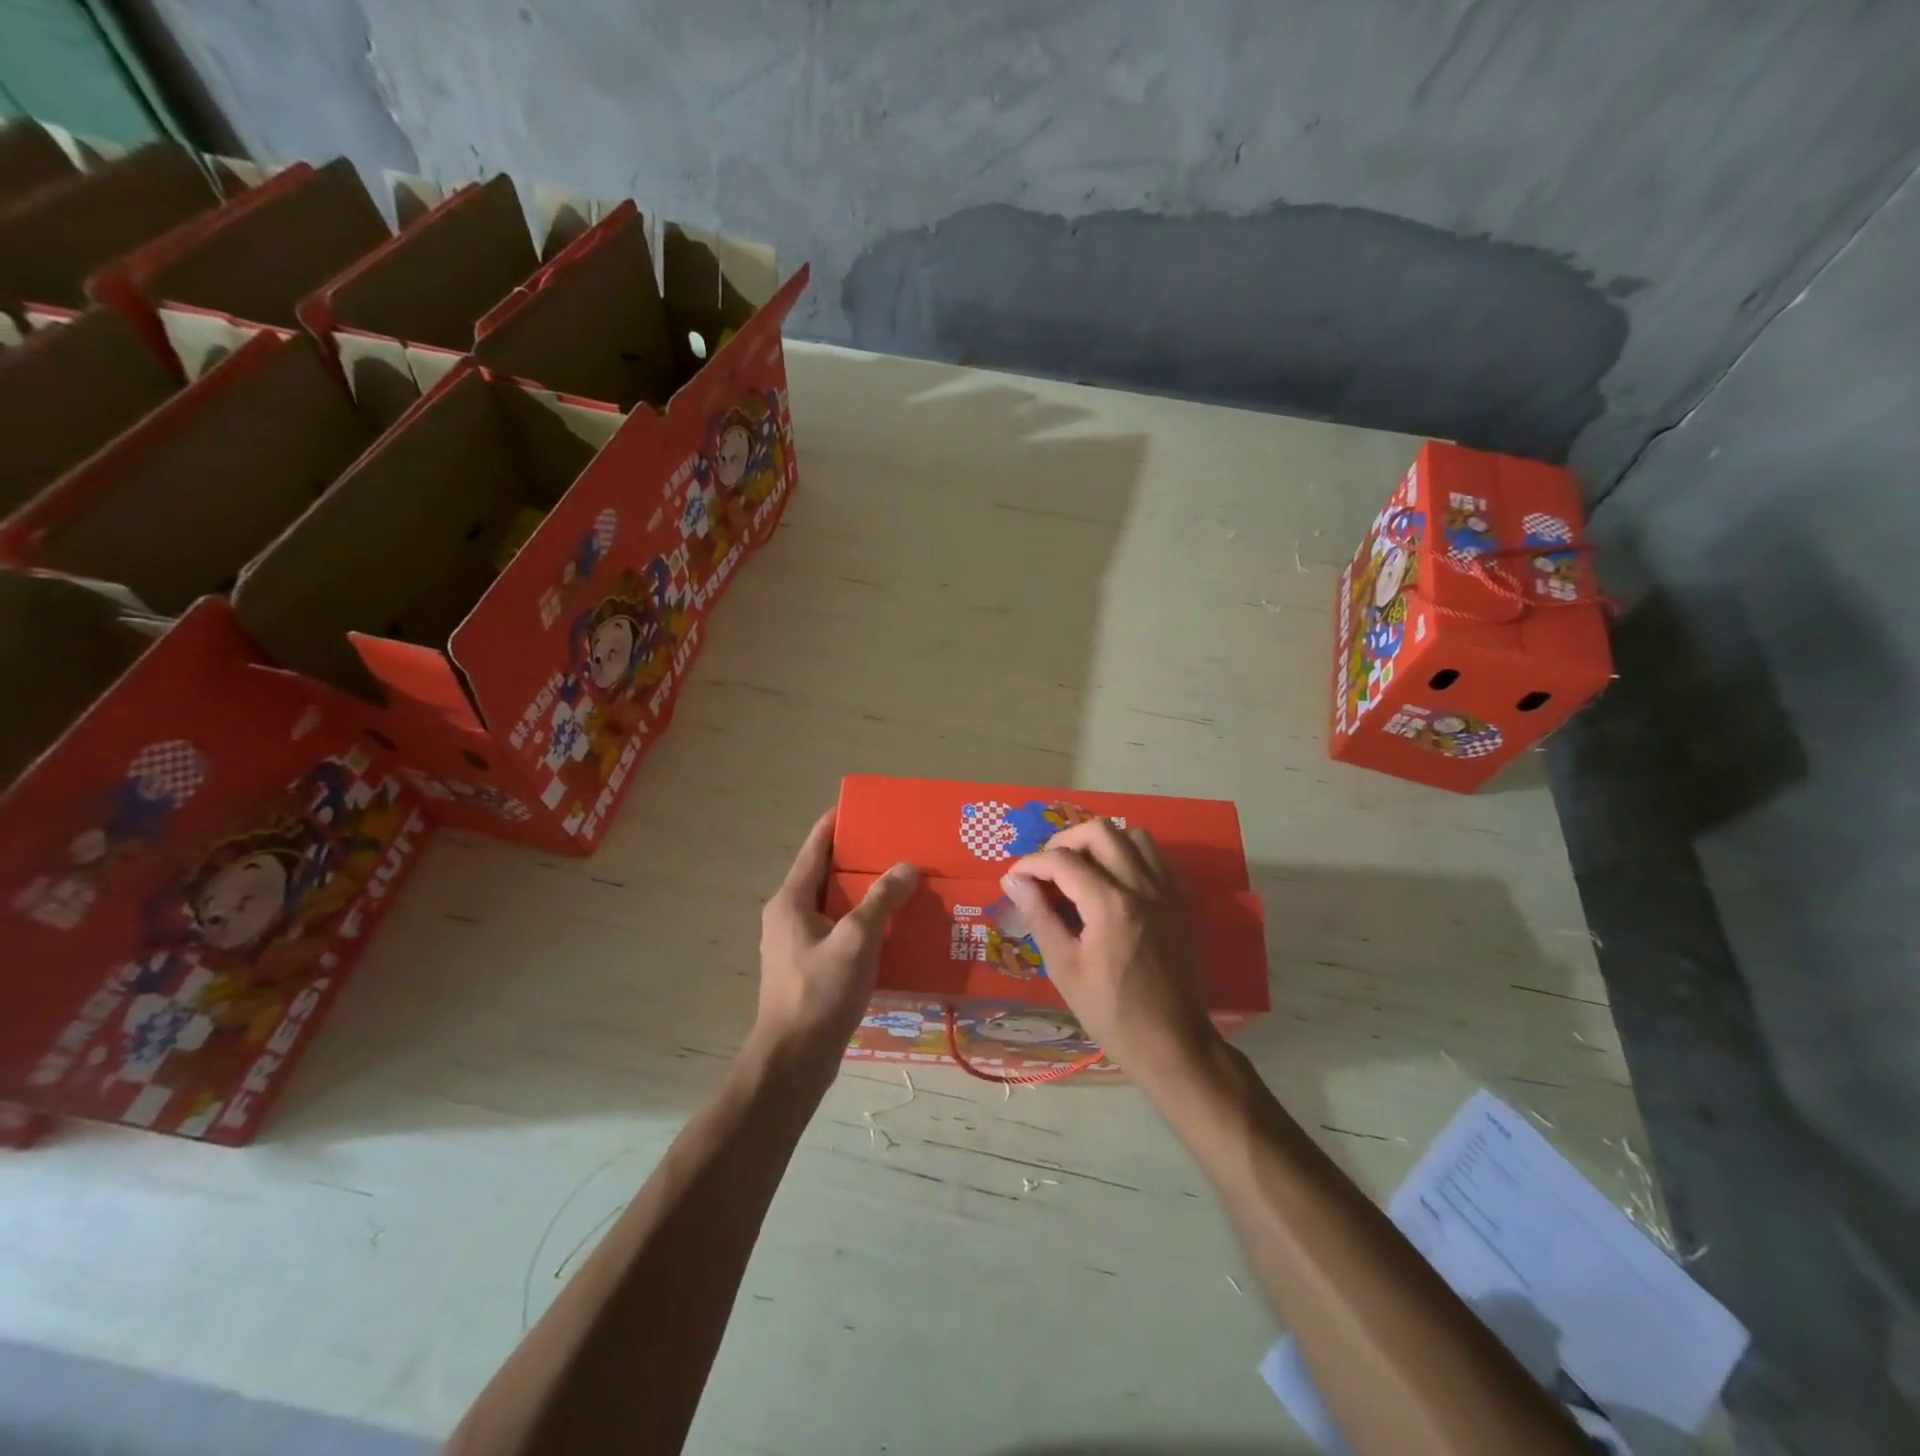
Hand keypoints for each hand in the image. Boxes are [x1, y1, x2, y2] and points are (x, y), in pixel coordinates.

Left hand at [754, 810, 916, 1060]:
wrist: (794, 1061)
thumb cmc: (819, 993)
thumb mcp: (856, 940)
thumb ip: (881, 900)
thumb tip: (905, 867)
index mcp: (791, 901)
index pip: (815, 848)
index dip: (836, 825)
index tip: (863, 808)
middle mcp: (789, 916)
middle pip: (826, 875)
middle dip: (859, 860)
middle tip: (897, 847)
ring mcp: (798, 944)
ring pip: (835, 906)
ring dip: (865, 894)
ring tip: (902, 883)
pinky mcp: (811, 968)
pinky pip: (840, 932)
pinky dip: (863, 923)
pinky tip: (893, 928)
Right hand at [1000, 820, 1220, 1084]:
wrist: (1172, 1043)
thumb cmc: (1111, 1012)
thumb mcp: (1064, 968)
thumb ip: (1039, 916)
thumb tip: (1013, 880)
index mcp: (1111, 905)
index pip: (1063, 860)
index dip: (1031, 863)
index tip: (1014, 878)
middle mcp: (1143, 886)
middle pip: (1100, 831)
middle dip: (1066, 841)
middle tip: (1048, 867)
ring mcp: (1168, 890)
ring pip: (1134, 836)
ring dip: (1102, 843)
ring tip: (1082, 869)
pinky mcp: (1182, 900)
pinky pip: (1158, 857)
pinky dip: (1132, 855)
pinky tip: (1116, 880)